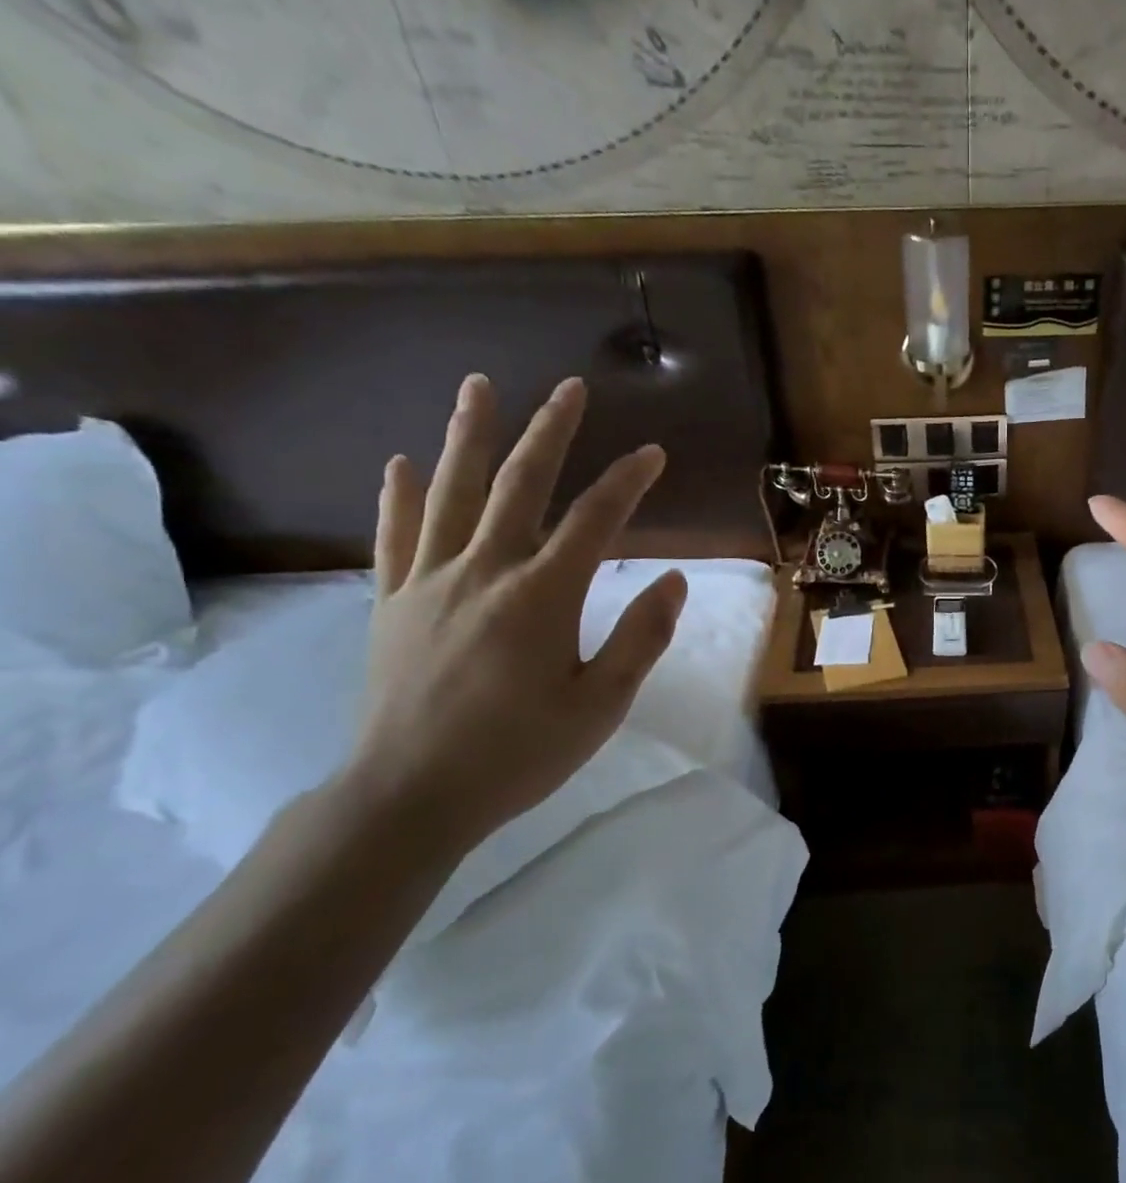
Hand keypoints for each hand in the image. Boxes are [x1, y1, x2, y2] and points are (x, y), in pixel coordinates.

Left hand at [342, 373, 685, 853]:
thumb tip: (676, 580)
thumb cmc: (519, 753)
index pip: (594, 520)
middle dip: (549, 432)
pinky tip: (402, 462)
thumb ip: (641, 637)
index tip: (653, 453)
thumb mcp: (601, 706)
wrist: (410, 795)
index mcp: (541, 596)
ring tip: (479, 386)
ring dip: (468, 436)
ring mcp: (429, 582)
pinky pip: (395, 535)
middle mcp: (483, 571)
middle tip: (569, 388)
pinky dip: (400, 495)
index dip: (628, 481)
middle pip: (519, 485)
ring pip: (451, 493)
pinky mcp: (392, 603)